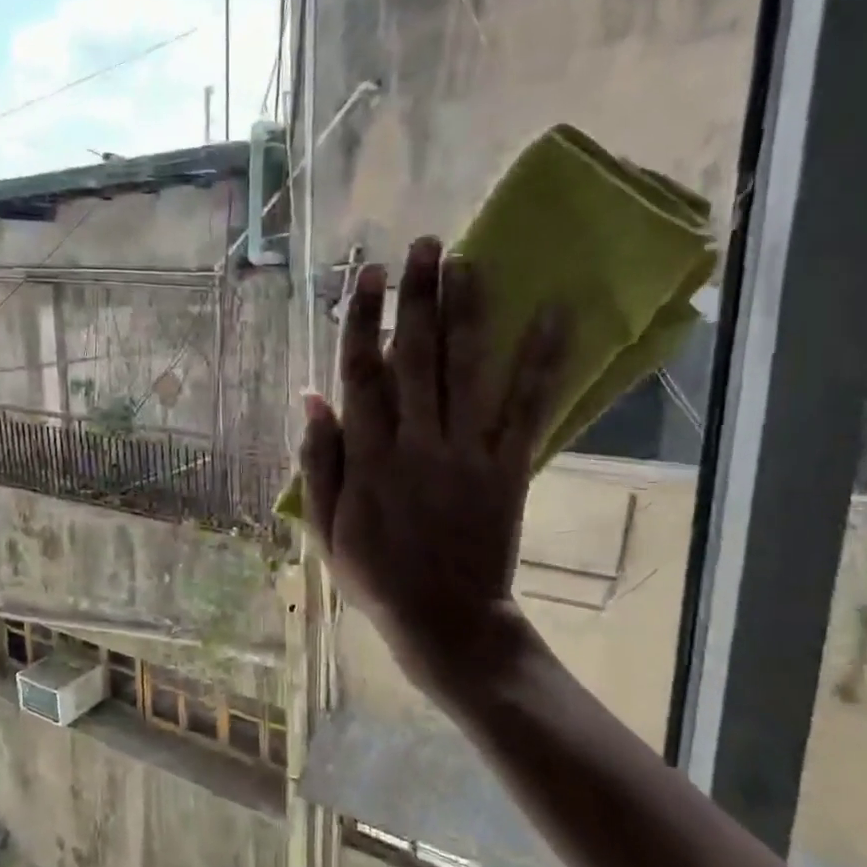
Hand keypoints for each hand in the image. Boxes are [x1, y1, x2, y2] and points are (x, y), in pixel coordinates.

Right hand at [298, 236, 568, 697]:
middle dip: (417, 298)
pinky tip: (554, 314)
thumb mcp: (325, 528)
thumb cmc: (376, 577)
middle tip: (423, 245)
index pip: (362, 375)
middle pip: (415, 358)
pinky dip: (542, 361)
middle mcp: (417, 443)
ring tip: (467, 261)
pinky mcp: (508, 467)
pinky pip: (526, 409)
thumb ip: (318, 462)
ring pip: (466, 371)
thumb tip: (312, 398)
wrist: (445, 621)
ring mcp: (466, 452)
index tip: (367, 275)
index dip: (363, 321)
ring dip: (466, 312)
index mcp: (368, 458)